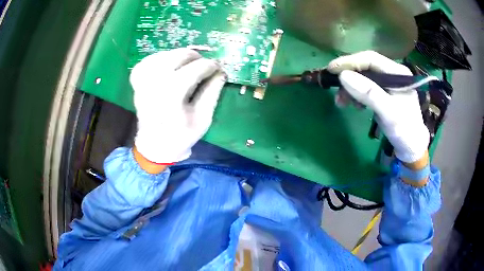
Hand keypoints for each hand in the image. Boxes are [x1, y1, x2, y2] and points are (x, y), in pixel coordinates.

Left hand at [130, 48, 226, 164]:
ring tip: (187, 64)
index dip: (210, 65)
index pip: (194, 70)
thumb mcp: (203, 118)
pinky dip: (160, 58)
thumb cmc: (181, 135)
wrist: (155, 145)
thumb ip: (212, 93)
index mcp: (171, 99)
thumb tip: (221, 72)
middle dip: (195, 56)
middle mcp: (154, 87)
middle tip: (203, 64)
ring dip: (178, 56)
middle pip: (177, 57)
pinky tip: (169, 65)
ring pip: (162, 55)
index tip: (218, 67)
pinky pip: (148, 60)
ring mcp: (142, 83)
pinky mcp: (136, 82)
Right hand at [327, 51, 429, 163]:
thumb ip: (369, 93)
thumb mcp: (389, 113)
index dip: (350, 62)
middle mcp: (392, 74)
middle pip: (365, 68)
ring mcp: (387, 84)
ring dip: (350, 89)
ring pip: (363, 79)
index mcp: (397, 72)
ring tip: (342, 103)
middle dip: (349, 78)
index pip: (371, 59)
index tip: (331, 70)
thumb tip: (343, 76)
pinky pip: (365, 89)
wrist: (412, 148)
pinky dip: (356, 95)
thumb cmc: (404, 131)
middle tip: (335, 91)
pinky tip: (354, 106)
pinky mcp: (383, 94)